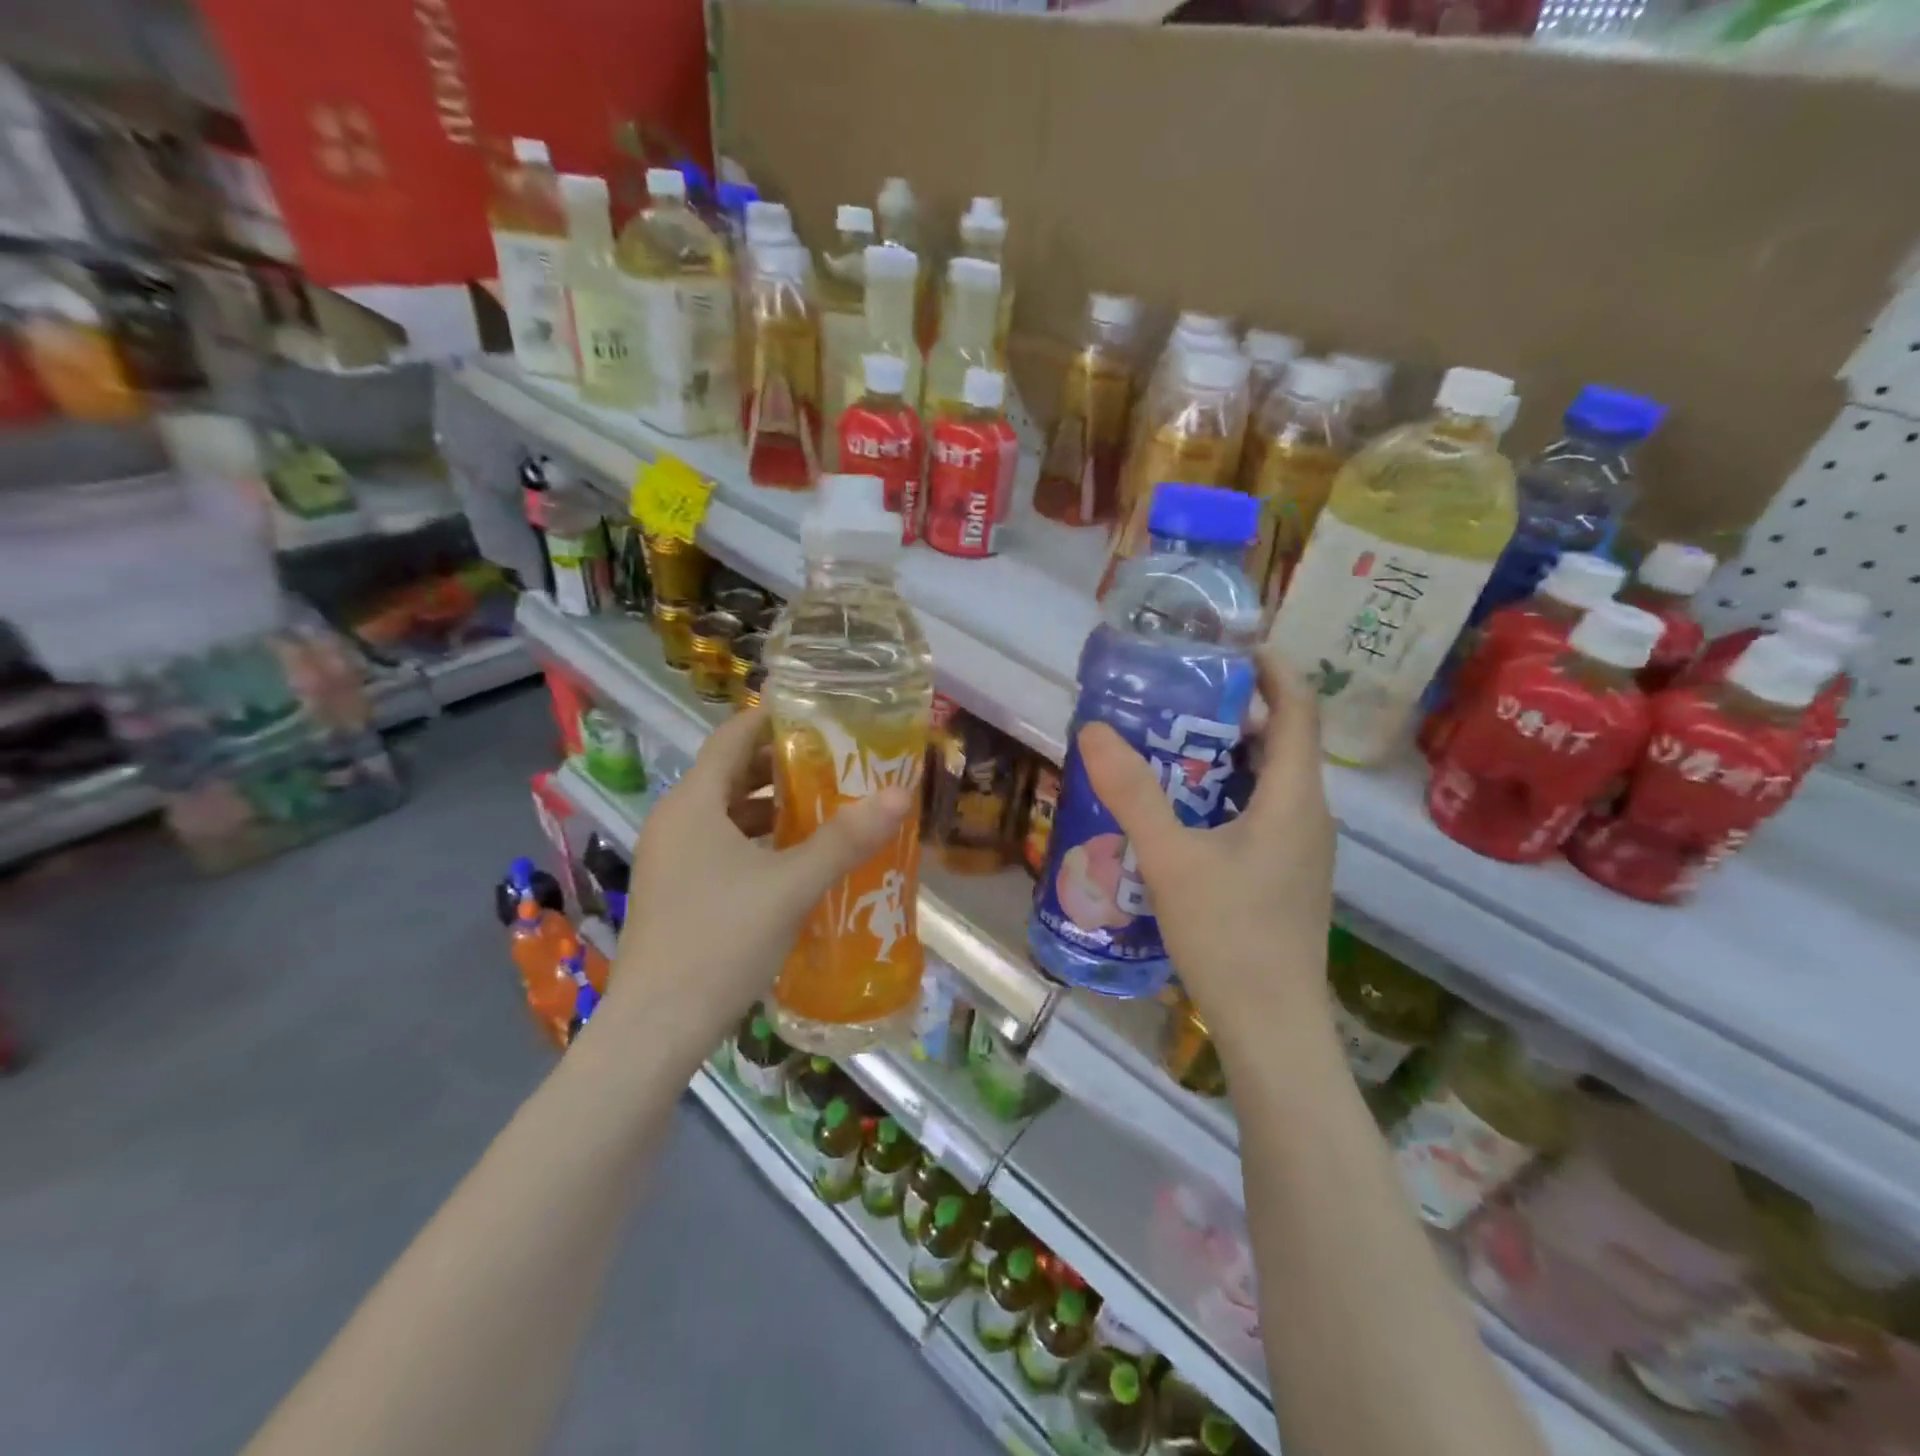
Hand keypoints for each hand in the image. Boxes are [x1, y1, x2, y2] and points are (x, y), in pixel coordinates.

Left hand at [601, 707, 912, 1060]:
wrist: (657, 1028)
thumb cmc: (721, 941)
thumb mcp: (792, 885)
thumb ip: (845, 838)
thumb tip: (899, 793)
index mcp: (693, 803)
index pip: (733, 737)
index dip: (775, 720)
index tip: (822, 716)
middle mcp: (676, 821)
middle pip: (732, 774)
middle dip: (784, 767)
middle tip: (839, 764)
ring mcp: (672, 859)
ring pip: (728, 814)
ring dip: (774, 808)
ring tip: (827, 808)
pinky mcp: (677, 891)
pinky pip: (722, 846)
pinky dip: (759, 842)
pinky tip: (796, 860)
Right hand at [1079, 651, 1334, 1060]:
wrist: (1272, 1028)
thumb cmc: (1229, 936)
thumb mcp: (1171, 858)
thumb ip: (1132, 792)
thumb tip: (1093, 729)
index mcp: (1295, 798)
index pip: (1299, 706)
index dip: (1270, 668)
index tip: (1224, 647)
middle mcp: (1308, 815)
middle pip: (1280, 741)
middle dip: (1231, 711)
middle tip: (1172, 697)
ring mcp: (1299, 849)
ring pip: (1267, 781)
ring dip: (1222, 756)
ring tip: (1164, 746)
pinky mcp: (1284, 876)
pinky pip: (1258, 814)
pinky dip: (1222, 795)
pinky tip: (1177, 814)